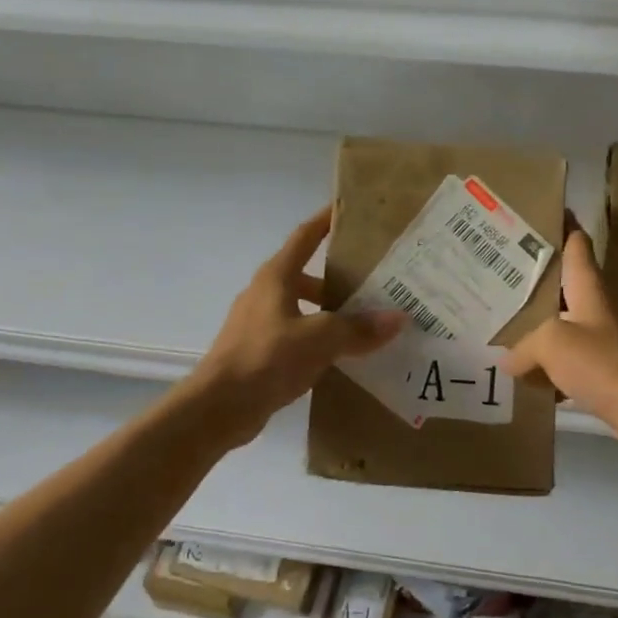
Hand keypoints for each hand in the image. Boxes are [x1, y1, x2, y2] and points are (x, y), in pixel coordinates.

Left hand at [185, 207, 404, 445]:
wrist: (218, 407)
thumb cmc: (267, 358)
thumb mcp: (320, 339)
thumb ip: (359, 328)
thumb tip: (399, 318)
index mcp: (276, 277)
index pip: (305, 237)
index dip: (326, 221)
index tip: (348, 210)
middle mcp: (265, 293)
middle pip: (306, 273)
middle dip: (337, 275)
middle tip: (373, 279)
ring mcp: (258, 322)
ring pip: (301, 306)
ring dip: (329, 310)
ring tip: (364, 320)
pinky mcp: (257, 351)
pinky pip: (295, 334)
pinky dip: (317, 337)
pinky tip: (340, 353)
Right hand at [502, 226, 617, 448]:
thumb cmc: (607, 364)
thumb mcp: (554, 345)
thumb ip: (525, 345)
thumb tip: (508, 359)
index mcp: (589, 286)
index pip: (575, 241)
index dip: (558, 223)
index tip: (532, 212)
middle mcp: (597, 305)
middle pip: (562, 282)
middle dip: (532, 278)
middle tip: (495, 274)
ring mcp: (602, 336)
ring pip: (562, 321)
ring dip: (536, 323)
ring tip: (500, 323)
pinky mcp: (604, 367)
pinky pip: (568, 357)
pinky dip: (547, 362)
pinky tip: (524, 373)